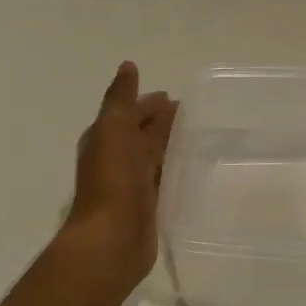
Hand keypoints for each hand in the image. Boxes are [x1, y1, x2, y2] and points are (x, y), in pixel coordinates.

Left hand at [63, 62, 178, 295]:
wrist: (111, 239)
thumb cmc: (112, 180)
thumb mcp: (113, 129)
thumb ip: (120, 98)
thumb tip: (128, 66)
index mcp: (106, 139)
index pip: (130, 113)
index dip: (149, 104)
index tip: (174, 97)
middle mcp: (117, 159)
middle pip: (143, 134)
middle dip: (163, 122)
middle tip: (193, 113)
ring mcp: (132, 184)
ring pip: (155, 156)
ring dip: (171, 145)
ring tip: (200, 136)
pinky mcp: (148, 206)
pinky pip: (164, 179)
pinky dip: (175, 169)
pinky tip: (193, 167)